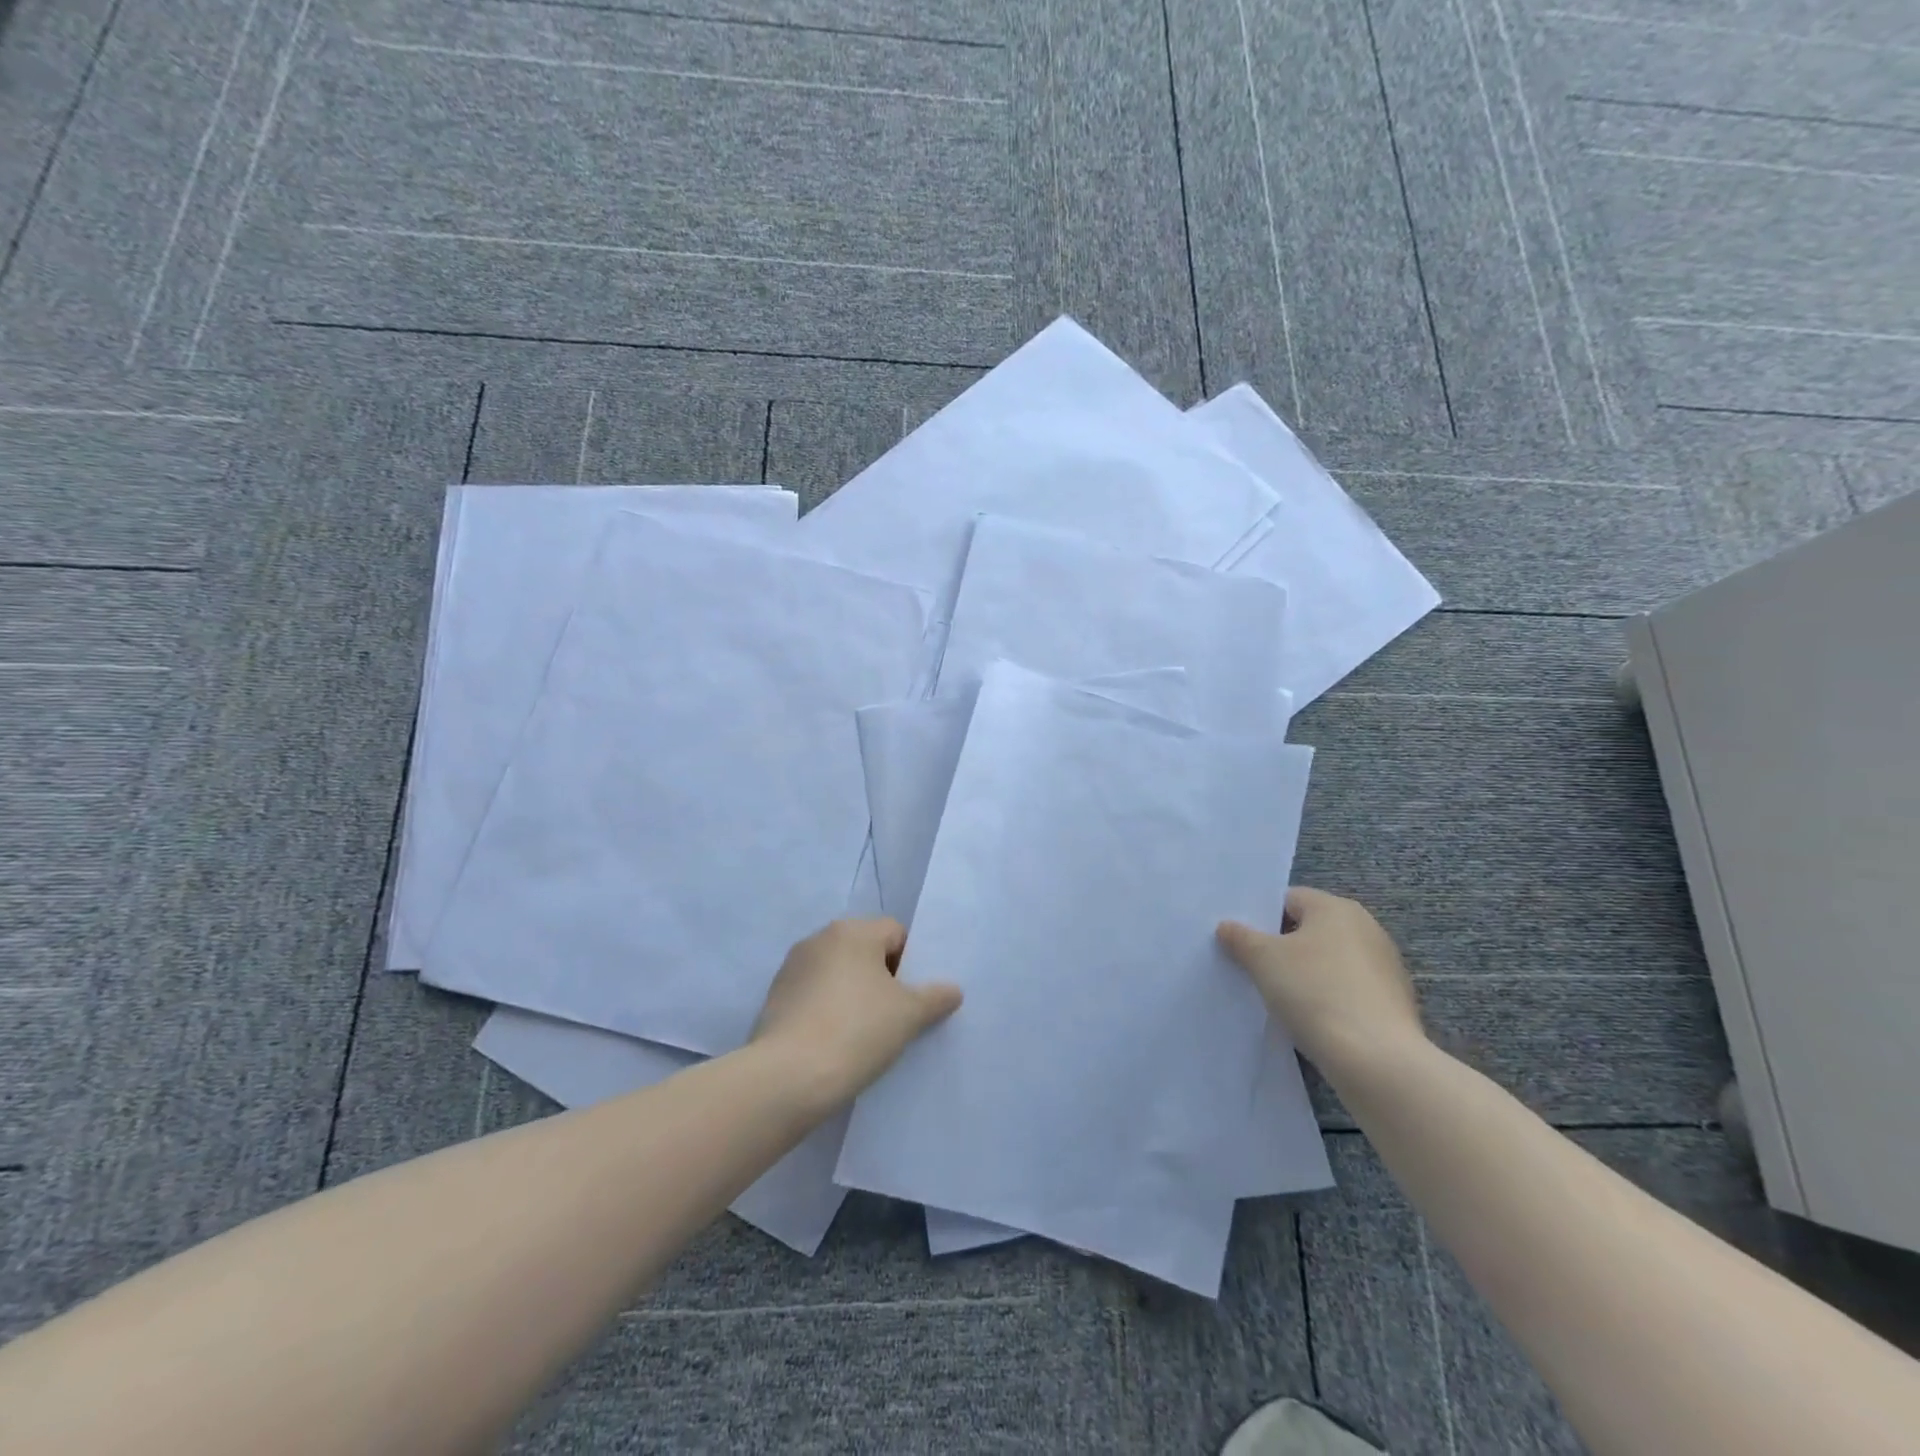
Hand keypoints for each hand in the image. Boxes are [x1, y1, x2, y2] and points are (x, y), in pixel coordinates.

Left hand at [751, 919, 962, 1106]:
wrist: (788, 1077)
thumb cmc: (857, 1032)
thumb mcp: (909, 1015)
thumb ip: (935, 997)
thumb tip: (952, 990)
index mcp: (852, 931)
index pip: (895, 933)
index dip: (911, 964)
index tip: (913, 999)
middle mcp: (819, 939)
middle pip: (865, 951)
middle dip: (882, 978)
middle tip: (895, 1017)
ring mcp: (792, 968)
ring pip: (838, 974)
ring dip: (853, 994)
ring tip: (865, 1034)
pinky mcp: (775, 998)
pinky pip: (814, 995)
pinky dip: (828, 1010)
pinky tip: (835, 1043)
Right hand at [1218, 887, 1424, 1080]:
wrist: (1376, 1059)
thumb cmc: (1314, 992)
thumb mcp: (1262, 959)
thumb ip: (1240, 937)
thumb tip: (1228, 927)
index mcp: (1336, 908)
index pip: (1288, 899)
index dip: (1261, 918)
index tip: (1242, 943)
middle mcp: (1367, 927)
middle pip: (1310, 929)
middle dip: (1282, 947)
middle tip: (1254, 968)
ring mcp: (1386, 966)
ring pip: (1330, 961)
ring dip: (1306, 974)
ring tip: (1281, 998)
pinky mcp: (1395, 1002)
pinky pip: (1349, 989)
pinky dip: (1330, 998)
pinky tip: (1313, 1020)